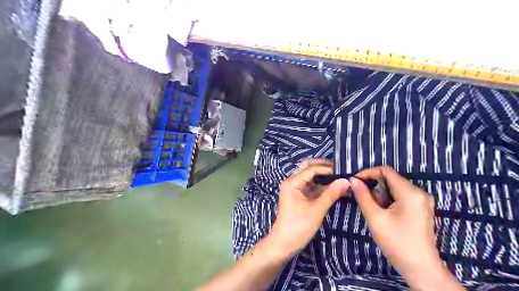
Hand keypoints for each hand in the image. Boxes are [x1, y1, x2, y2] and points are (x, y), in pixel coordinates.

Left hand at [267, 160, 348, 260]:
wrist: (284, 244)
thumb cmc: (298, 227)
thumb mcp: (317, 210)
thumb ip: (331, 194)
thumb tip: (346, 180)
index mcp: (292, 182)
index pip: (311, 169)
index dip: (327, 168)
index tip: (343, 170)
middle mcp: (292, 182)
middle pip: (308, 167)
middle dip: (323, 167)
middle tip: (340, 169)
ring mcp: (295, 189)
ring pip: (310, 176)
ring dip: (324, 176)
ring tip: (340, 177)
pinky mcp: (299, 196)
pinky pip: (311, 186)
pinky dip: (322, 186)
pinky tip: (334, 188)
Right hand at [351, 168, 463, 289]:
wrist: (420, 269)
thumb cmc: (396, 242)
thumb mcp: (375, 217)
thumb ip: (363, 196)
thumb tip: (353, 180)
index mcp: (410, 192)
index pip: (386, 171)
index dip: (368, 173)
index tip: (355, 182)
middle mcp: (419, 192)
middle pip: (391, 179)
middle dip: (374, 187)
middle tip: (362, 199)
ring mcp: (422, 201)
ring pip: (394, 189)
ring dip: (380, 195)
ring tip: (374, 211)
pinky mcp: (420, 209)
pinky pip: (400, 197)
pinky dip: (388, 201)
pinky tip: (384, 214)